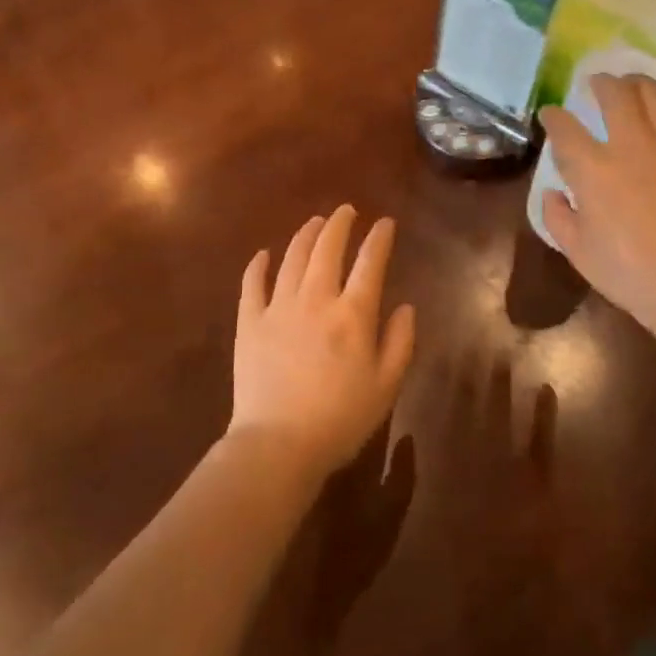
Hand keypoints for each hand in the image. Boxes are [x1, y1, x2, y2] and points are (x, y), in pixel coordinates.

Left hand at [230, 205, 416, 482]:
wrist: (278, 444)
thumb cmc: (340, 419)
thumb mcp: (386, 386)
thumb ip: (400, 342)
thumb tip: (406, 306)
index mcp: (352, 314)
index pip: (370, 263)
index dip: (379, 239)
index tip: (385, 223)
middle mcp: (316, 299)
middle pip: (328, 249)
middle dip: (339, 224)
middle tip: (346, 211)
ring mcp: (278, 307)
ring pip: (293, 258)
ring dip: (305, 235)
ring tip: (314, 222)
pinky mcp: (249, 322)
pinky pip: (252, 284)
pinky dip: (258, 265)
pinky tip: (264, 254)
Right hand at [539, 74, 655, 349]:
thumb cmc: (629, 273)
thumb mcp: (577, 252)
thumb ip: (558, 216)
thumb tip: (555, 194)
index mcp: (594, 169)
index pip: (565, 127)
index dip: (554, 116)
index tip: (551, 114)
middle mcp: (632, 145)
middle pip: (615, 93)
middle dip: (601, 82)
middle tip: (597, 84)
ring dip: (639, 85)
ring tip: (634, 87)